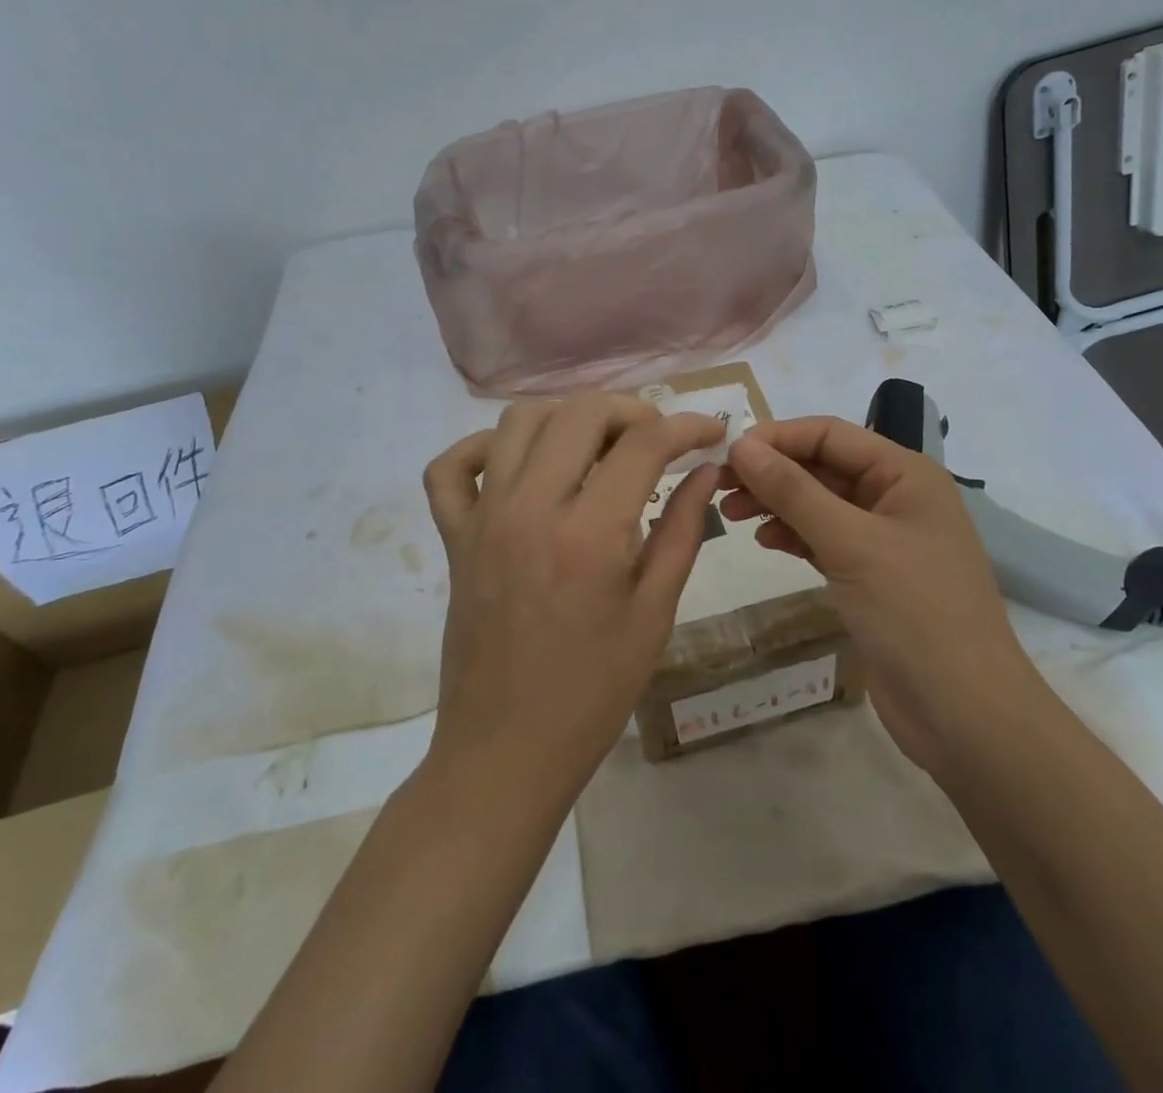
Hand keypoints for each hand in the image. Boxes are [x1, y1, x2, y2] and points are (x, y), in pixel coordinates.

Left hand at [421, 392, 723, 804]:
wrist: (506, 751)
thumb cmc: (593, 692)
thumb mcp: (654, 613)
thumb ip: (682, 530)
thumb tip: (705, 470)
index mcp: (589, 534)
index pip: (644, 444)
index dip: (687, 426)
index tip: (712, 433)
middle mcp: (530, 508)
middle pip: (580, 412)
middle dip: (631, 410)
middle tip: (658, 438)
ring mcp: (482, 518)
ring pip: (517, 422)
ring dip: (566, 416)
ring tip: (599, 444)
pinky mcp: (453, 537)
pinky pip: (450, 468)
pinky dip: (483, 448)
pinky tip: (519, 465)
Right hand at [719, 417, 1042, 780]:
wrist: (965, 714)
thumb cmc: (914, 613)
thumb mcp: (850, 543)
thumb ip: (794, 491)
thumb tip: (741, 446)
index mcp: (905, 473)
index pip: (829, 434)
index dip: (776, 437)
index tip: (725, 454)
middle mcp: (896, 496)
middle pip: (822, 467)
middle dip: (771, 472)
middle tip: (717, 487)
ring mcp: (884, 539)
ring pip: (819, 503)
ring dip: (776, 503)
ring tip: (731, 514)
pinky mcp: (871, 576)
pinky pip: (824, 539)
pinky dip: (793, 535)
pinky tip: (766, 541)